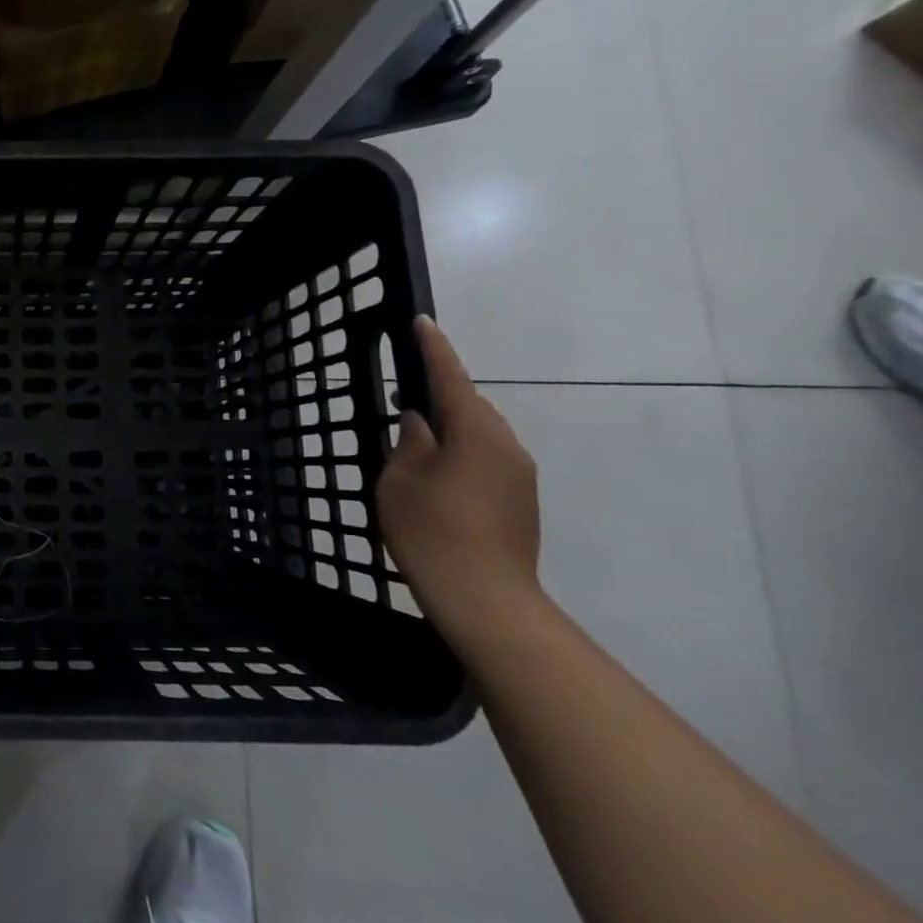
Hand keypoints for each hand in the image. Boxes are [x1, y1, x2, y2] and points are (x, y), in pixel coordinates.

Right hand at [377, 316, 542, 646]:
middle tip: (406, 396)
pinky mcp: (522, 501)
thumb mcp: (400, 480)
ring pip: (482, 434)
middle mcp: (506, 445)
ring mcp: (520, 475)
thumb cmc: (432, 531)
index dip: (433, 349)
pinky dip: (464, 454)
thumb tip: (420, 423)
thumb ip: (409, 443)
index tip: (422, 322)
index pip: (450, 378)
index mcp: (475, 432)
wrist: (486, 600)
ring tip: (419, 441)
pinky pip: (489, 459)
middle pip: (471, 406)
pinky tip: (439, 475)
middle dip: (442, 395)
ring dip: (453, 428)